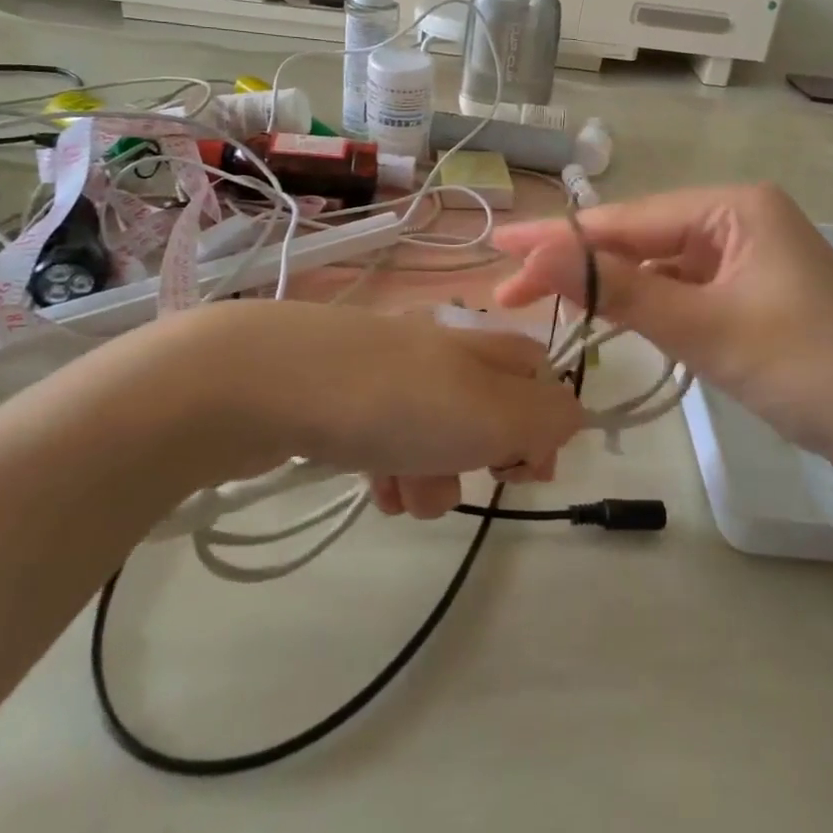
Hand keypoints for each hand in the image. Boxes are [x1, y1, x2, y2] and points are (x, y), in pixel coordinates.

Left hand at [81, 300, 585, 515]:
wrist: (263, 383)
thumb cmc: (393, 400)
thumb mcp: (493, 411)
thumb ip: (549, 418)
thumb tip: (570, 421)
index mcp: (480, 342)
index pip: (540, 377)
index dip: (544, 429)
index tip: (526, 474)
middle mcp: (439, 349)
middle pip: (488, 414)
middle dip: (480, 461)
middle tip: (460, 477)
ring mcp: (387, 373)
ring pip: (436, 436)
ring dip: (432, 476)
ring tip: (402, 490)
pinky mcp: (342, 398)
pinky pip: (387, 442)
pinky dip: (390, 470)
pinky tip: (373, 486)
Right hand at [493, 185, 832, 505]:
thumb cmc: (806, 369)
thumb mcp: (705, 327)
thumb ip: (620, 289)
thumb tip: (537, 255)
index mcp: (735, 205)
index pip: (628, 219)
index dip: (560, 238)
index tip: (500, 250)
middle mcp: (738, 218)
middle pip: (639, 238)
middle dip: (578, 264)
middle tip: (511, 291)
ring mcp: (745, 255)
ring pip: (657, 265)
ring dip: (607, 286)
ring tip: (545, 303)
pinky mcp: (748, 292)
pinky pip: (681, 288)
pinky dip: (644, 303)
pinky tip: (609, 316)